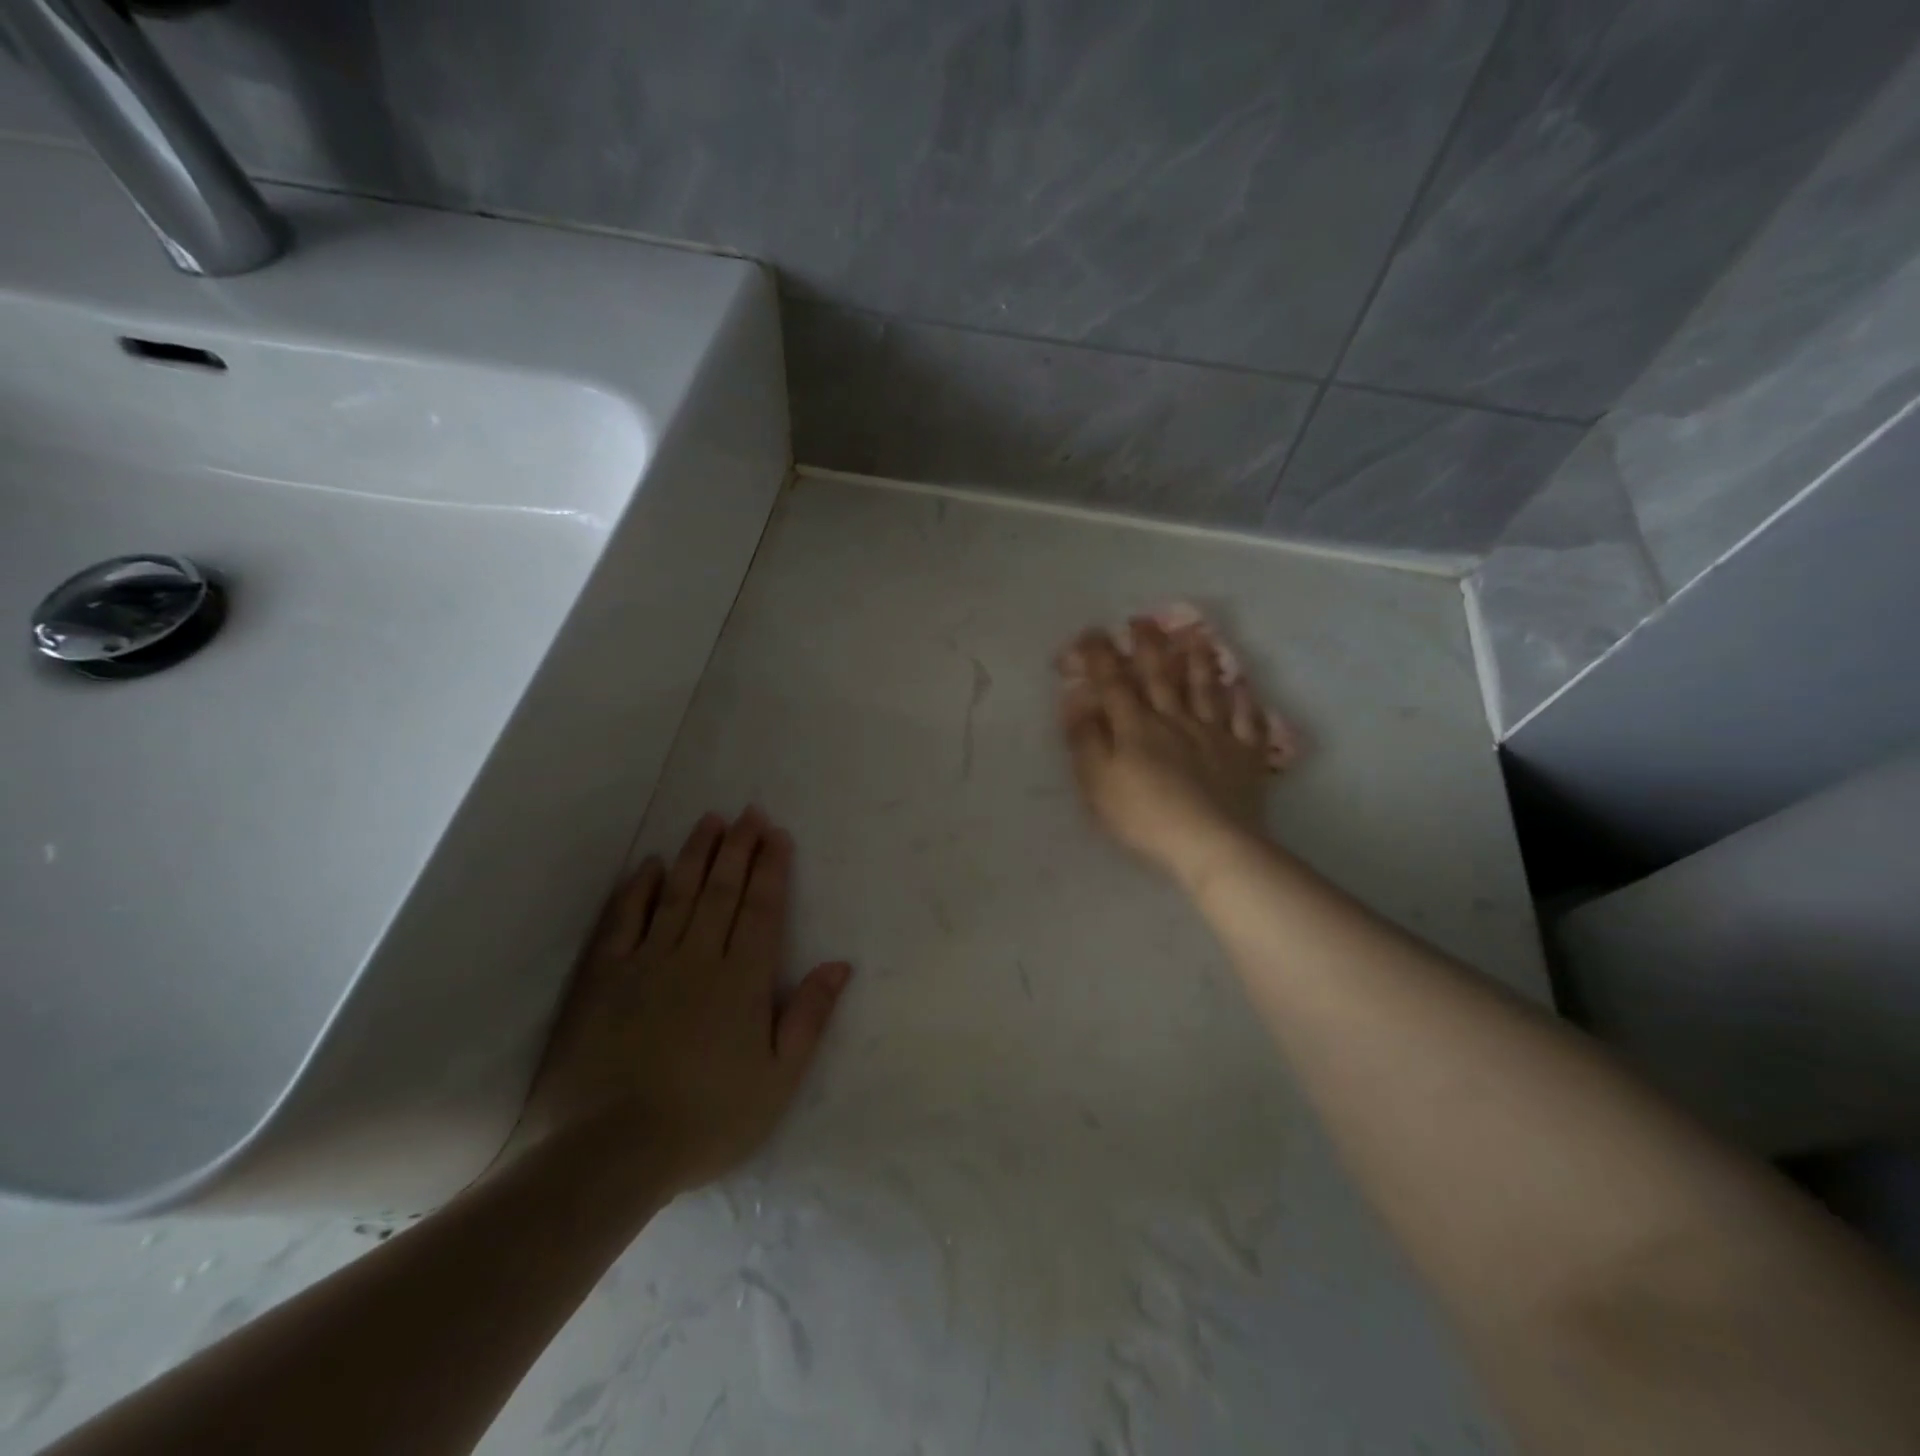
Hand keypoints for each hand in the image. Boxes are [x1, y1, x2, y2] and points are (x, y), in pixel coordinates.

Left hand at [524, 809, 852, 1192]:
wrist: (608, 1153)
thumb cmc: (706, 1120)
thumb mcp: (778, 1080)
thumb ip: (809, 1017)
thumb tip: (839, 964)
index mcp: (743, 979)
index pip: (762, 908)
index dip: (771, 867)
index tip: (777, 834)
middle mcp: (698, 956)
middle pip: (723, 890)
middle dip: (739, 847)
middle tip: (749, 811)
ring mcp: (646, 962)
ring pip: (677, 893)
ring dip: (695, 854)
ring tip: (710, 821)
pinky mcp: (603, 978)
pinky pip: (622, 920)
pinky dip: (636, 889)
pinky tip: (647, 865)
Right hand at [1058, 618, 1276, 884]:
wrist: (1210, 843)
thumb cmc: (1144, 816)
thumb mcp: (1097, 782)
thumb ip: (1085, 740)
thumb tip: (1076, 701)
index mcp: (1136, 727)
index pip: (1114, 682)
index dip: (1100, 655)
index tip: (1090, 633)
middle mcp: (1175, 720)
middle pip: (1161, 675)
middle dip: (1149, 645)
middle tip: (1143, 619)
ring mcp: (1214, 734)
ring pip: (1205, 689)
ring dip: (1198, 661)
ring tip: (1195, 637)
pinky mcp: (1244, 755)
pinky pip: (1247, 720)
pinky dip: (1245, 701)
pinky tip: (1243, 687)